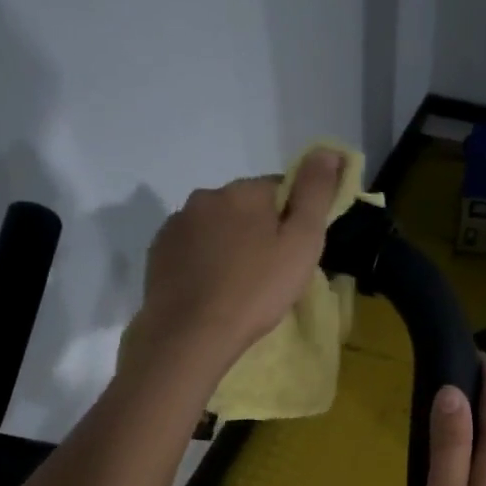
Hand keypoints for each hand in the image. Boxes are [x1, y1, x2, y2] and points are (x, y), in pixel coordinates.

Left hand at [127, 152, 344, 378]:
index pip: (279, 190)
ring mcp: (176, 225)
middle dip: (257, 231)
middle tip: (268, 274)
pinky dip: (202, 262)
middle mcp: (205, 197)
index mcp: (243, 191)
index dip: (291, 220)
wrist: (190, 335)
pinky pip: (190, 249)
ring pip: (214, 228)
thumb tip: (328, 150)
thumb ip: (315, 193)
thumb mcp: (301, 243)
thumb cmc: (255, 291)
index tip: (293, 253)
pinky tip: (209, 291)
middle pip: (244, 207)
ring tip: (237, 286)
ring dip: (227, 246)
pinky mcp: (158, 253)